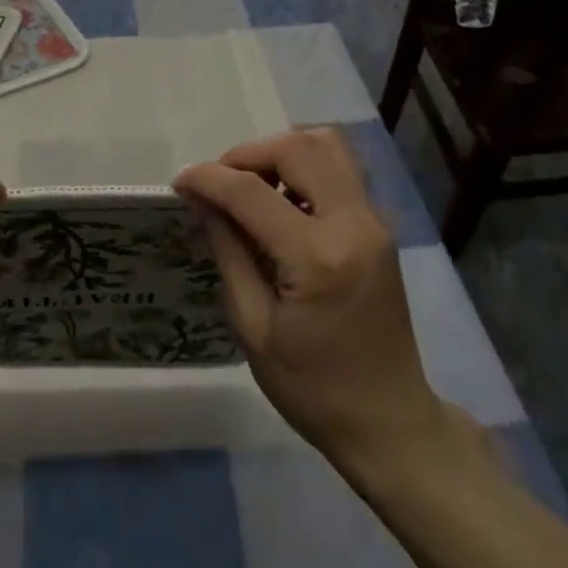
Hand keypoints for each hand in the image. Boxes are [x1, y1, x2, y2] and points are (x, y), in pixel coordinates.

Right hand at [174, 128, 474, 487]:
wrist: (388, 420)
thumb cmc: (311, 387)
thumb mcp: (253, 326)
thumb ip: (228, 251)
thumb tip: (202, 201)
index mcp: (318, 257)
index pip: (251, 192)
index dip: (208, 178)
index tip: (179, 182)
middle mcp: (354, 224)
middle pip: (297, 148)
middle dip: (247, 154)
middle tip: (218, 185)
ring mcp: (374, 222)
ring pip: (327, 147)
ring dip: (280, 154)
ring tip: (249, 188)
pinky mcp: (379, 228)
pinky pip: (340, 171)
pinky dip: (303, 168)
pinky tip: (280, 204)